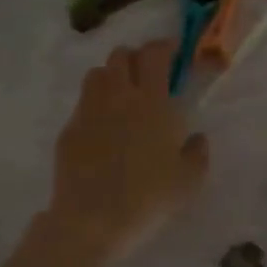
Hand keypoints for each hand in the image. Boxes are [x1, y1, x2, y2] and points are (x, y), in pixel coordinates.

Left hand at [43, 40, 209, 264]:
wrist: (93, 219)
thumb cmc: (149, 198)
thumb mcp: (189, 181)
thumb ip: (197, 153)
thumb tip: (196, 138)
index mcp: (152, 101)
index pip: (154, 54)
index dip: (164, 47)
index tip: (173, 54)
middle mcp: (117, 96)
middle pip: (121, 56)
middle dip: (136, 58)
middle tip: (148, 76)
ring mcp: (88, 111)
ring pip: (96, 74)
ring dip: (111, 76)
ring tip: (122, 97)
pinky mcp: (69, 130)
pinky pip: (82, 105)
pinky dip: (95, 106)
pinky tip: (103, 131)